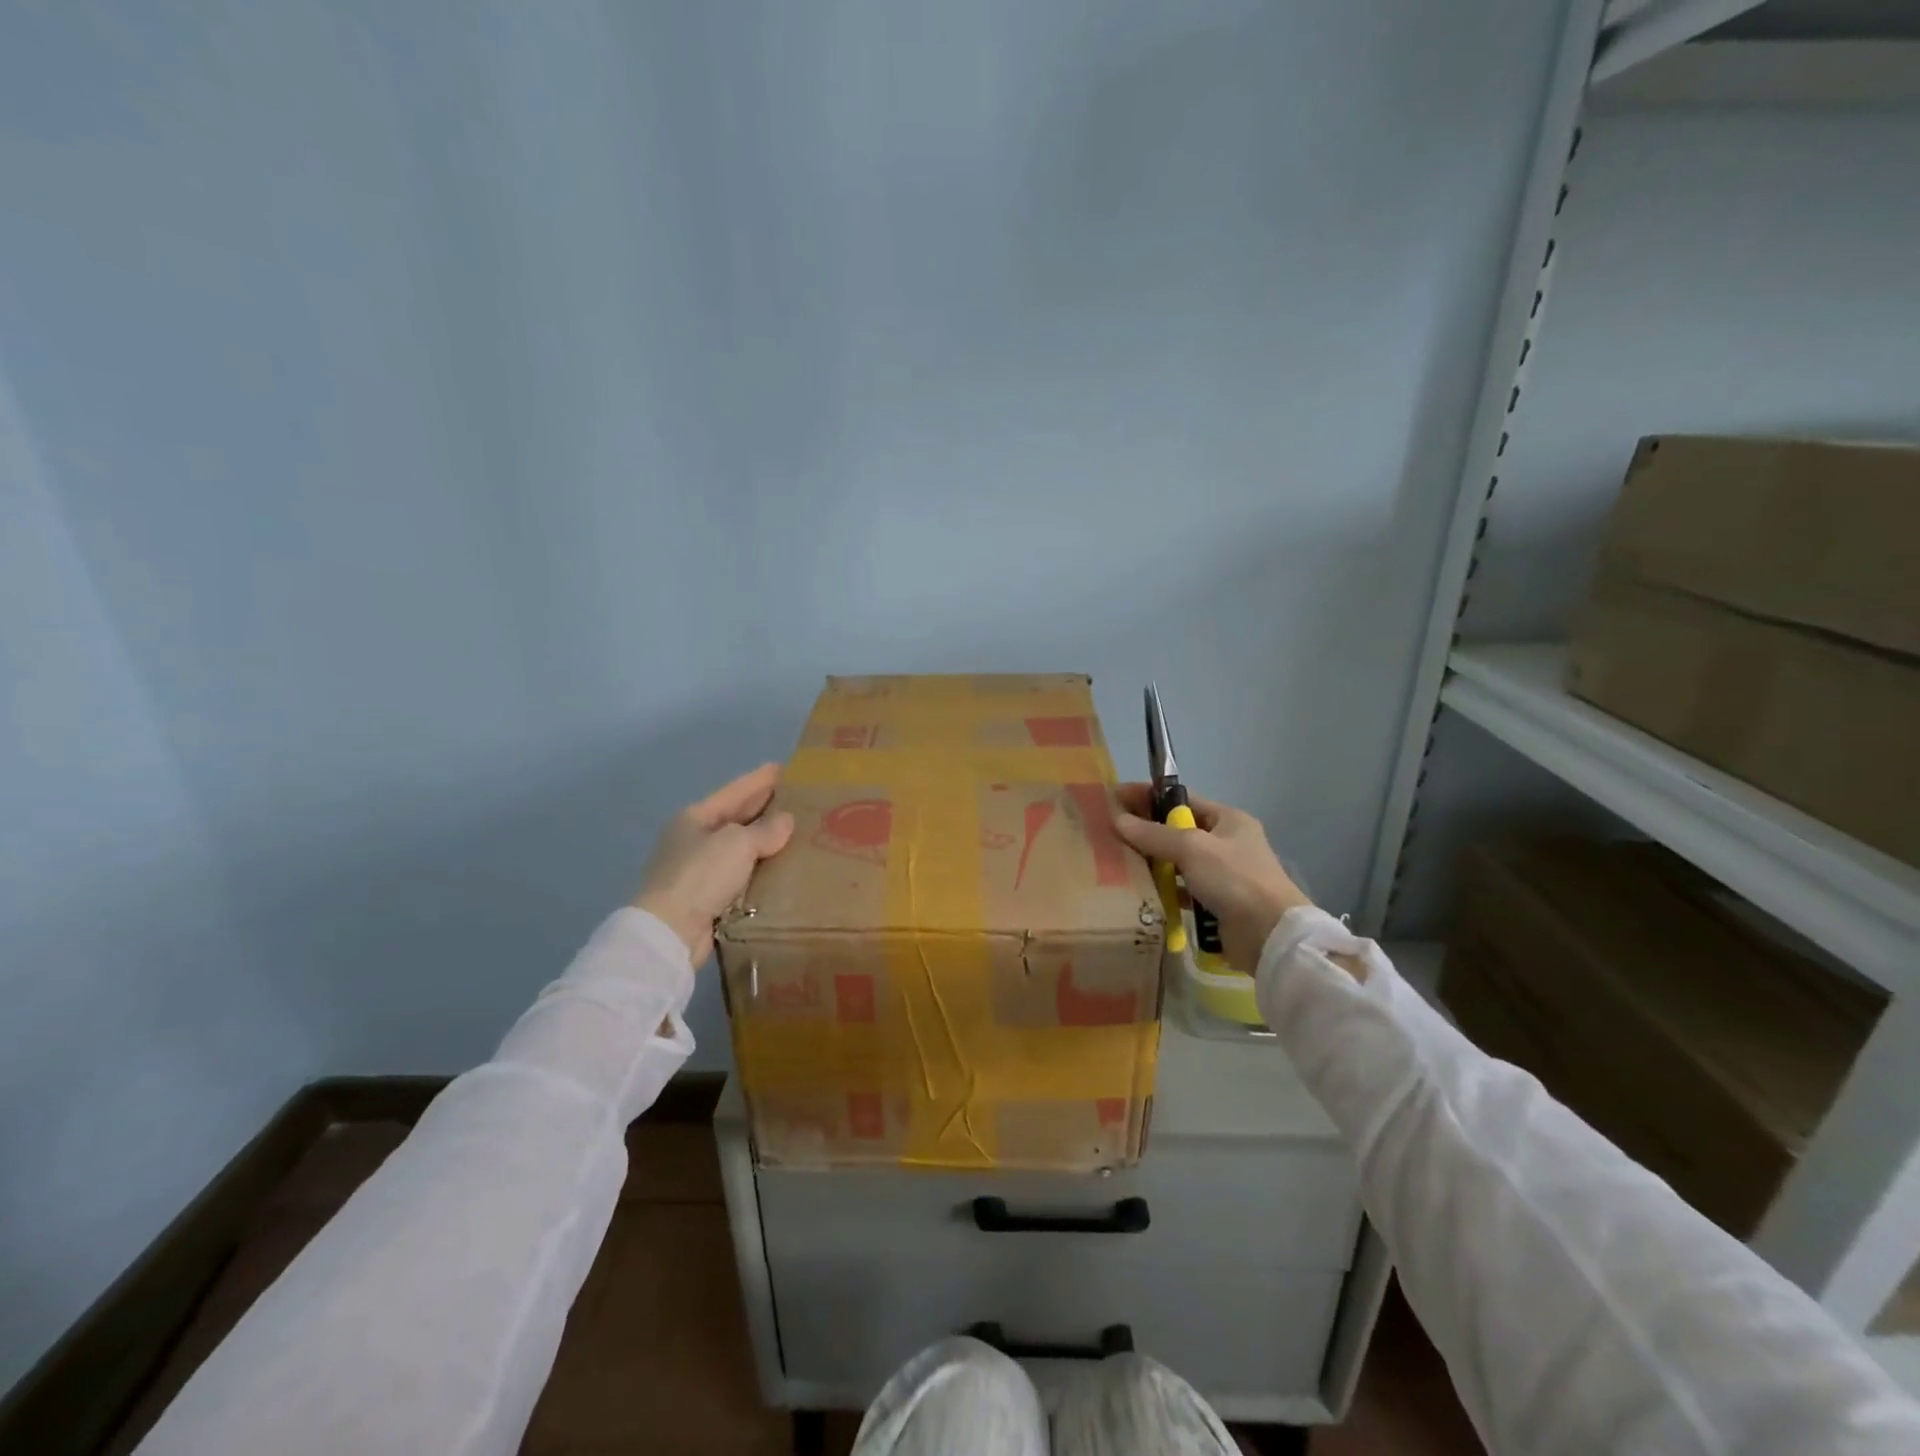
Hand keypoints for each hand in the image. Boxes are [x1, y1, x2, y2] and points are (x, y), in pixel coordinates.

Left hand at [634, 763, 795, 963]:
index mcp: (694, 818)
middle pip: (734, 818)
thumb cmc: (701, 875)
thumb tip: (785, 821)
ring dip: (763, 842)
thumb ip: (765, 830)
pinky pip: (739, 876)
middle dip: (763, 809)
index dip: (759, 779)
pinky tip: (779, 869)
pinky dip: (758, 871)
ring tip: (794, 834)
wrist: (670, 931)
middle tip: (795, 799)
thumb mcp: (737, 844)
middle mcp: (693, 840)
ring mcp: (697, 870)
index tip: (783, 768)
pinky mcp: (705, 898)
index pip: (734, 792)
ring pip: (738, 849)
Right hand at [1112, 784, 1312, 973]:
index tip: (1115, 799)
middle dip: (1146, 831)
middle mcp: (1226, 843)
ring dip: (1152, 862)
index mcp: (1228, 820)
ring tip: (1117, 862)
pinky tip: (1139, 891)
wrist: (1269, 936)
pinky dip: (1163, 889)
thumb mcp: (1192, 847)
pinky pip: (1181, 889)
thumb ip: (1154, 834)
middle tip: (1110, 833)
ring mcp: (1222, 875)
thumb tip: (1119, 821)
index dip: (1148, 797)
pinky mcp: (1216, 903)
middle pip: (1177, 831)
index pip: (1182, 799)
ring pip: (1178, 861)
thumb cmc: (1234, 879)